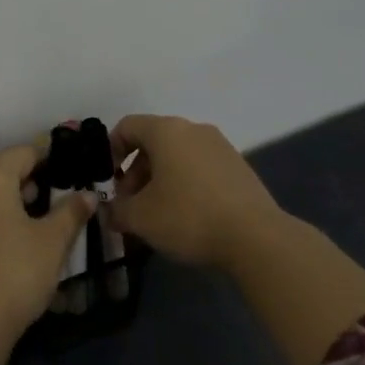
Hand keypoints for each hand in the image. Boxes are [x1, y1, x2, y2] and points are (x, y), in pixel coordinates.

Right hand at [107, 114, 288, 273]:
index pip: (127, 126)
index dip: (110, 151)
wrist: (255, 237)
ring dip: (159, 180)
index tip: (108, 182)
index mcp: (166, 131)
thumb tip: (110, 211)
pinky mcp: (238, 167)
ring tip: (157, 215)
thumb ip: (116, 211)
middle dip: (135, 172)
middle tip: (130, 205)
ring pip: (178, 156)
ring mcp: (220, 146)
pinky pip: (199, 167)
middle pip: (153, 142)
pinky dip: (185, 184)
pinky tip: (186, 216)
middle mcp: (194, 129)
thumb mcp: (140, 218)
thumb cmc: (188, 217)